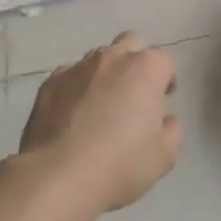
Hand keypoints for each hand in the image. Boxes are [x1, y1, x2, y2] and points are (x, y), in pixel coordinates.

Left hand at [19, 33, 181, 212]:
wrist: (58, 177)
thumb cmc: (120, 164)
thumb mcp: (163, 157)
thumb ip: (171, 131)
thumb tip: (166, 120)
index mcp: (145, 69)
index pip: (165, 61)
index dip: (166, 80)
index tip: (163, 100)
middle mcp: (112, 58)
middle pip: (131, 44)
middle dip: (136, 62)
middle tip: (134, 94)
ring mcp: (77, 67)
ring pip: (98, 58)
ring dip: (105, 74)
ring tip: (100, 106)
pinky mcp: (49, 83)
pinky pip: (69, 76)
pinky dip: (76, 88)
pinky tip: (72, 115)